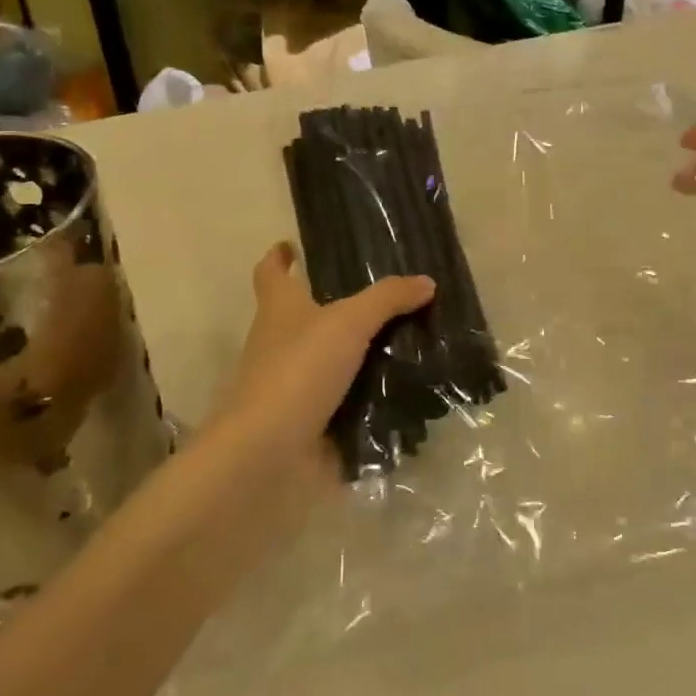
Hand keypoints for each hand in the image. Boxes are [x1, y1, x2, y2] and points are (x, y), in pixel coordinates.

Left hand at [205, 242, 434, 479]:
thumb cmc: (300, 369)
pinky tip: (403, 389)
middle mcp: (279, 342)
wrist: (270, 448)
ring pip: (329, 357)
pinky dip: (368, 394)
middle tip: (383, 296)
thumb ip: (387, 299)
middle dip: (335, 305)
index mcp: (280, 308)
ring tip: (407, 341)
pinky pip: (344, 398)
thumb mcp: (348, 322)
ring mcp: (292, 382)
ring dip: (359, 352)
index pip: (271, 273)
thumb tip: (425, 281)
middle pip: (304, 315)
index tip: (292, 246)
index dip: (279, 257)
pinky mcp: (308, 417)